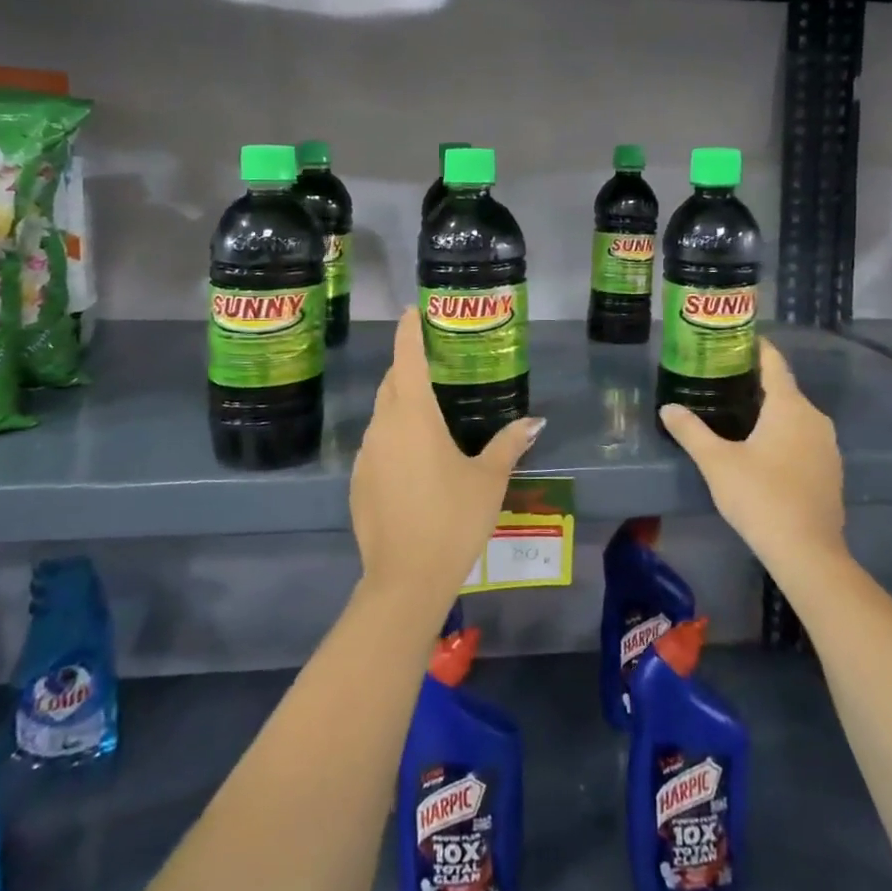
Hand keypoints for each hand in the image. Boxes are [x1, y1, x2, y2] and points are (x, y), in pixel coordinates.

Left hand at [349, 308, 543, 614]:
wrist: (405, 579)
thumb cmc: (453, 519)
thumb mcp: (489, 480)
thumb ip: (509, 443)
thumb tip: (534, 421)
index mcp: (413, 415)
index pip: (406, 357)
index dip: (408, 330)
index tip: (412, 311)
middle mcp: (382, 425)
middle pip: (391, 382)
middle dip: (406, 365)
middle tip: (433, 362)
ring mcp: (365, 454)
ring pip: (381, 413)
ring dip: (400, 403)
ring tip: (428, 412)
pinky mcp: (357, 481)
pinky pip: (376, 444)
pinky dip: (392, 437)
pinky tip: (414, 461)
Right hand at [659, 338, 847, 579]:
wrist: (807, 552)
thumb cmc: (760, 496)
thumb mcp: (716, 462)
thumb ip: (690, 431)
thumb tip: (667, 408)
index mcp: (789, 406)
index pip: (774, 363)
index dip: (756, 348)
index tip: (735, 339)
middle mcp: (814, 418)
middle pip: (784, 389)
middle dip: (756, 382)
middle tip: (723, 379)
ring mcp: (827, 446)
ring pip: (795, 416)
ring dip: (771, 411)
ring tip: (737, 412)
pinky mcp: (830, 471)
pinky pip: (804, 439)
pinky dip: (784, 435)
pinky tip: (762, 450)